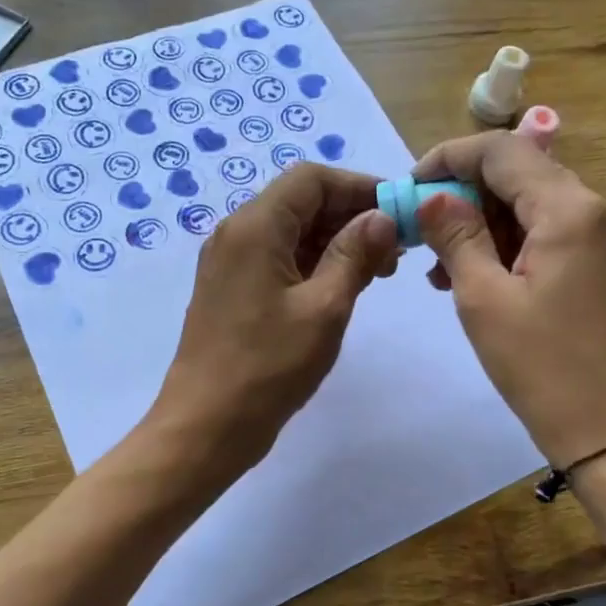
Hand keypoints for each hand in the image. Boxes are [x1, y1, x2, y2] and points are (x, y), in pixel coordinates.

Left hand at [151, 164, 398, 473]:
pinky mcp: (232, 290)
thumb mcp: (324, 308)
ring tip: (379, 271)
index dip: (359, 187)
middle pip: (301, 202)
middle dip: (351, 216)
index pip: (311, 179)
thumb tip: (381, 217)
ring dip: (336, 242)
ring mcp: (231, 263)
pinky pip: (278, 259)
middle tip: (396, 248)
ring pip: (291, 232)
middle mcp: (237, 234)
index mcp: (255, 227)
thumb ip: (355, 255)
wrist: (206, 425)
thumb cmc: (268, 367)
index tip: (399, 212)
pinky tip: (345, 286)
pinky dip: (314, 264)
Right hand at [413, 133, 605, 467]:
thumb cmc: (542, 368)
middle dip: (465, 195)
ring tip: (441, 268)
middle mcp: (600, 211)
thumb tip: (432, 196)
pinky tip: (478, 276)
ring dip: (485, 223)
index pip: (503, 151)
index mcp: (571, 210)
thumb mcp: (484, 299)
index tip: (411, 185)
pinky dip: (511, 244)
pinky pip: (552, 235)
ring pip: (535, 205)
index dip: (450, 157)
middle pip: (522, 175)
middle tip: (421, 232)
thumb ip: (456, 236)